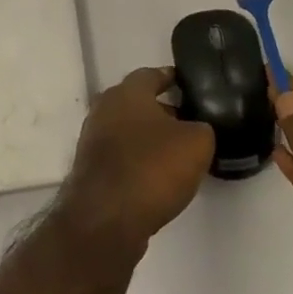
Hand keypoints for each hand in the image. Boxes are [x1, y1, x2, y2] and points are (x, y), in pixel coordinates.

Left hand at [61, 67, 214, 255]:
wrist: (106, 219)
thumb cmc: (152, 168)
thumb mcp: (197, 143)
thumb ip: (202, 128)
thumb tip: (196, 130)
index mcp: (127, 92)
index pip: (152, 74)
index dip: (173, 79)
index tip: (191, 87)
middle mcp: (105, 108)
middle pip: (138, 103)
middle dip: (163, 111)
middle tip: (190, 122)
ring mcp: (93, 140)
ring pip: (129, 130)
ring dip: (150, 138)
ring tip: (178, 153)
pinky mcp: (91, 170)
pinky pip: (122, 156)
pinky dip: (139, 161)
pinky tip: (158, 177)